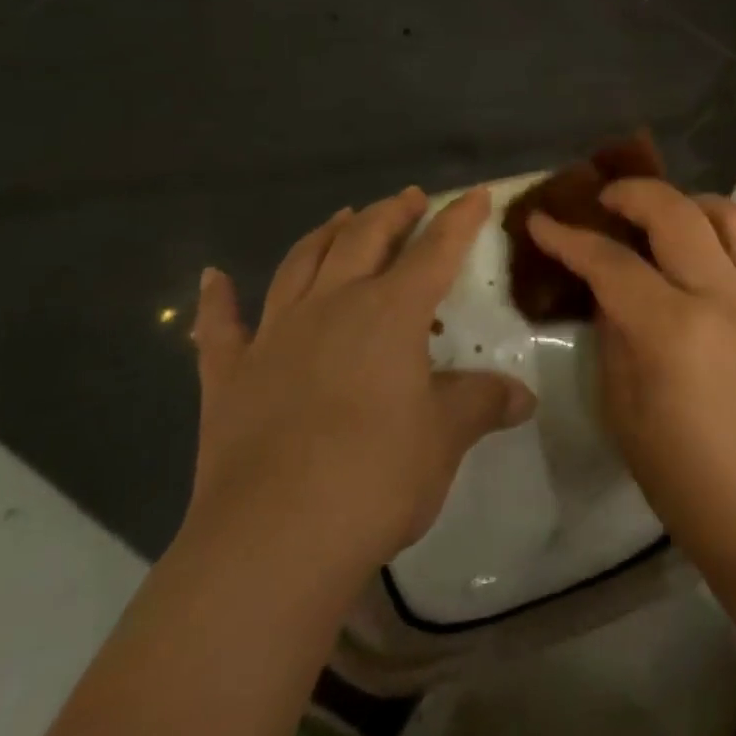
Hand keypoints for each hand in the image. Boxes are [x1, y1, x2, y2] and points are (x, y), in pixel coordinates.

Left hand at [184, 187, 535, 582]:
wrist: (273, 541)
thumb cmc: (375, 478)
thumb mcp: (445, 438)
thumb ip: (482, 404)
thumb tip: (524, 397)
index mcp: (390, 313)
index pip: (436, 251)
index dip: (459, 219)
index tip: (476, 194)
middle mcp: (332, 305)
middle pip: (364, 239)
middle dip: (391, 213)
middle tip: (408, 199)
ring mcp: (275, 336)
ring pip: (301, 263)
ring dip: (325, 234)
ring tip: (343, 216)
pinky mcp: (229, 376)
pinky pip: (218, 327)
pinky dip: (215, 300)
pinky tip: (211, 277)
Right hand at [529, 181, 735, 586]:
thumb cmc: (682, 475)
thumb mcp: (622, 406)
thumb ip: (612, 333)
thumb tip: (607, 288)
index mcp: (671, 330)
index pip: (610, 263)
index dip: (568, 237)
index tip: (540, 220)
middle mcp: (721, 296)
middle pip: (674, 212)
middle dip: (630, 193)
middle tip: (602, 200)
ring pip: (726, 213)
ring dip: (685, 201)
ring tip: (657, 217)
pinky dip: (718, 226)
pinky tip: (696, 249)